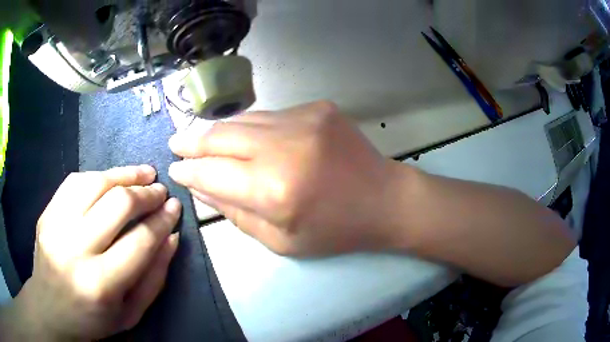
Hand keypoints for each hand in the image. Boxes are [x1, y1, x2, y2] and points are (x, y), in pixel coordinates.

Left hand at [1, 166, 181, 340]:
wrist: (50, 310)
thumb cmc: (93, 320)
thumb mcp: (131, 313)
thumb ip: (154, 277)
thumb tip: (171, 237)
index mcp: (101, 284)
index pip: (140, 241)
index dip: (162, 220)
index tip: (175, 207)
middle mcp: (75, 249)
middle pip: (117, 204)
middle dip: (146, 193)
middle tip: (160, 190)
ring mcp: (56, 226)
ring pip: (94, 183)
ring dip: (124, 174)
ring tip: (142, 174)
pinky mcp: (46, 213)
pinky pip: (74, 182)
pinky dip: (98, 176)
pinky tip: (110, 179)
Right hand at [169, 101, 402, 255]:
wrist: (384, 199)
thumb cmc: (334, 230)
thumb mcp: (280, 240)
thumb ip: (234, 213)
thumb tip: (200, 187)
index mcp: (274, 191)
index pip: (212, 174)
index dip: (189, 172)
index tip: (175, 170)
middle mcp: (284, 146)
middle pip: (220, 136)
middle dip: (192, 141)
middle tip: (175, 143)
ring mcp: (304, 118)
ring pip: (242, 120)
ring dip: (218, 131)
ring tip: (200, 138)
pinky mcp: (317, 106)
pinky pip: (270, 116)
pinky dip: (251, 127)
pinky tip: (247, 139)